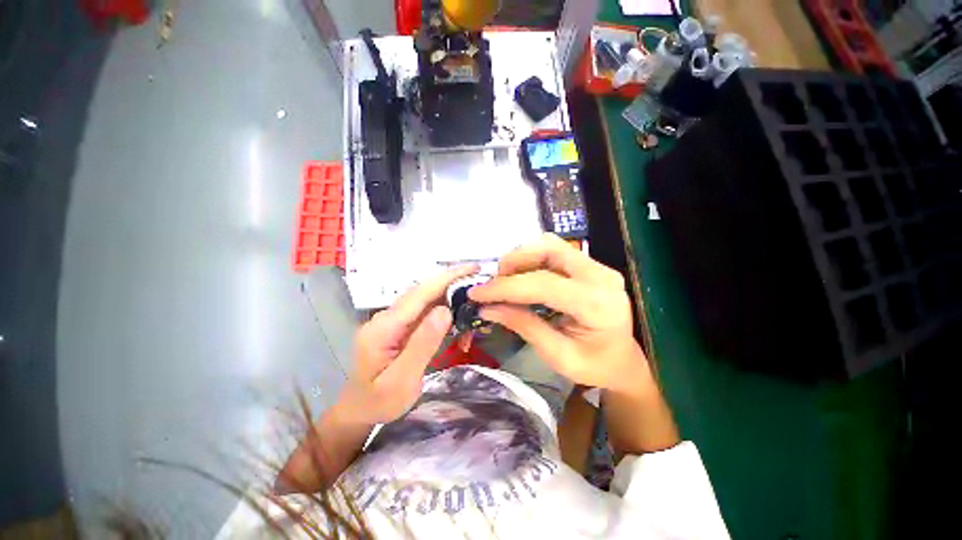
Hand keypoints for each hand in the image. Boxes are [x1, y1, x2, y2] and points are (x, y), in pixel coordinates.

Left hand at [336, 264, 478, 424]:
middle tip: (478, 279)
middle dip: (451, 281)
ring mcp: (392, 320)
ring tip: (471, 297)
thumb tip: (445, 310)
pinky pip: (422, 311)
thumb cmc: (377, 402)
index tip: (472, 269)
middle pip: (423, 291)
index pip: (421, 293)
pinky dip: (442, 307)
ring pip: (424, 299)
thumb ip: (422, 345)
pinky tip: (456, 314)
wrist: (355, 411)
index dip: (448, 278)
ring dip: (449, 294)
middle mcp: (387, 317)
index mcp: (385, 327)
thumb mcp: (402, 381)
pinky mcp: (398, 326)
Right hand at [469, 234, 648, 393]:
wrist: (623, 360)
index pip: (543, 284)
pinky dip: (532, 258)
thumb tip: (487, 308)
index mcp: (597, 305)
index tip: (476, 293)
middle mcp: (600, 276)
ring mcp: (597, 266)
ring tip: (506, 279)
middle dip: (513, 262)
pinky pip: (555, 250)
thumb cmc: (595, 366)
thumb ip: (523, 326)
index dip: (505, 287)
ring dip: (522, 257)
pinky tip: (524, 275)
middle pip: (548, 250)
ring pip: (550, 245)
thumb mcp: (557, 355)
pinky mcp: (590, 265)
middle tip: (494, 284)